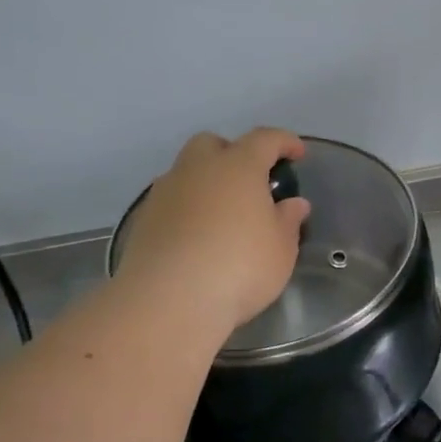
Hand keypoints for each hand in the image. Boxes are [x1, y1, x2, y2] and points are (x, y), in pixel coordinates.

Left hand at [114, 128, 310, 329]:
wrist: (167, 303)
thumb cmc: (239, 267)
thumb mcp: (281, 248)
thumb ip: (288, 220)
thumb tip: (293, 203)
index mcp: (238, 166)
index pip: (265, 139)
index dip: (284, 142)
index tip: (297, 154)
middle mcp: (198, 170)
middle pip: (213, 144)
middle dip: (232, 153)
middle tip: (250, 181)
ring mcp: (164, 194)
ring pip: (186, 172)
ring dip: (206, 183)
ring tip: (224, 215)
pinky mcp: (142, 222)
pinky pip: (171, 202)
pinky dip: (187, 210)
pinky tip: (198, 238)